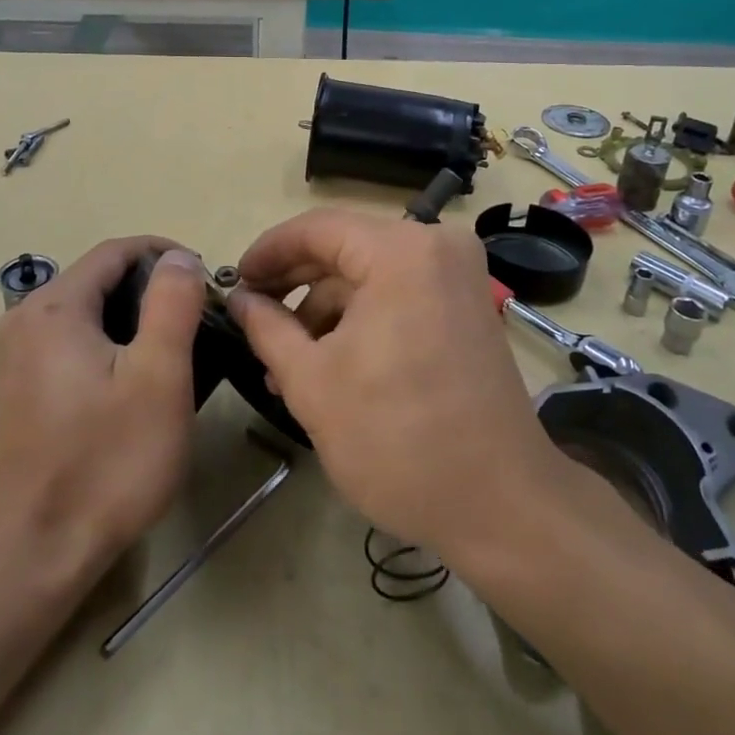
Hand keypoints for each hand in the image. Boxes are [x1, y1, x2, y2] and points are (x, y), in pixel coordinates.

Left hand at [0, 238, 209, 575]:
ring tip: (179, 347)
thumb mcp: (159, 376)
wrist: (42, 552)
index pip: (116, 251)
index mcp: (53, 307)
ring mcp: (18, 354)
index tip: (208, 280)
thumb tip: (178, 257)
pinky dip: (113, 341)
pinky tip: (139, 376)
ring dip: (136, 316)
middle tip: (200, 319)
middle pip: (100, 278)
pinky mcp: (23, 385)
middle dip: (153, 288)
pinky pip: (75, 339)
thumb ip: (172, 303)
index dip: (166, 254)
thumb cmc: (109, 461)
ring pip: (89, 309)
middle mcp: (25, 319)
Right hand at [227, 209, 564, 560]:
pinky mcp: (466, 308)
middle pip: (346, 248)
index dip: (268, 252)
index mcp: (402, 252)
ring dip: (325, 311)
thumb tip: (239, 299)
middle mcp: (437, 247)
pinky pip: (398, 295)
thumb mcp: (313, 383)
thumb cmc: (397, 440)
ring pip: (370, 276)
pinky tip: (327, 363)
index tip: (234, 281)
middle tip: (252, 319)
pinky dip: (360, 320)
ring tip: (284, 362)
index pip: (317, 228)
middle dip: (295, 286)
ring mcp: (458, 277)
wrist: (501, 506)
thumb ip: (267, 329)